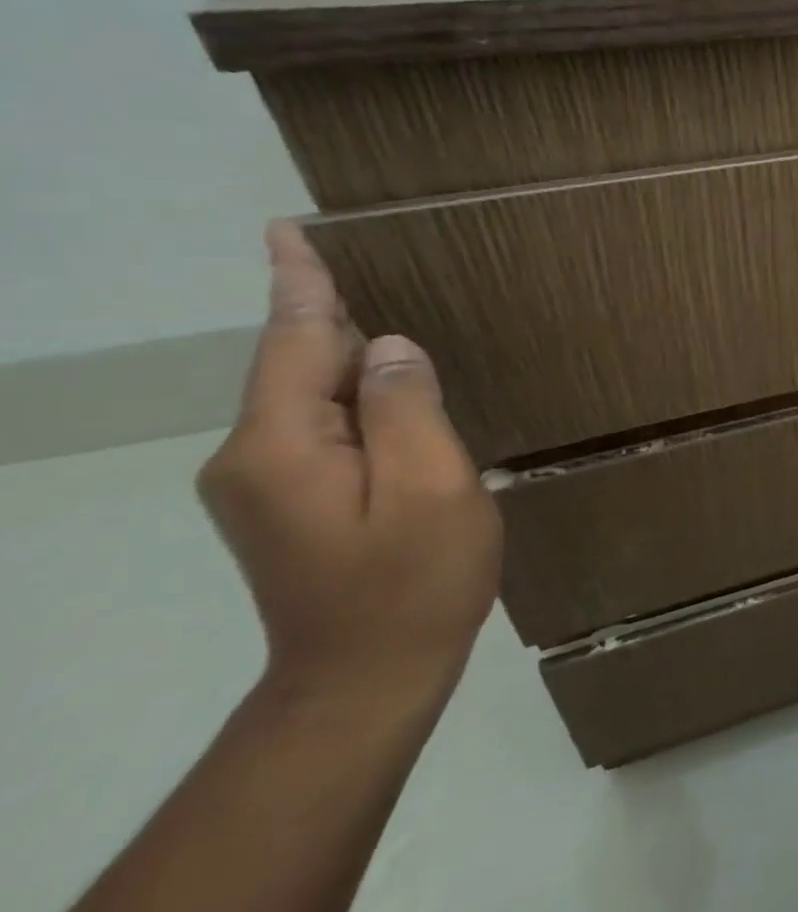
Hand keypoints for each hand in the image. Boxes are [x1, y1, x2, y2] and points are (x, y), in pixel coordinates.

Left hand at [197, 222, 502, 709]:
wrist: (364, 681)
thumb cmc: (412, 583)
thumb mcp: (432, 487)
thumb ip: (406, 408)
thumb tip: (389, 348)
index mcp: (283, 445)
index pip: (293, 340)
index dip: (301, 283)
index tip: (288, 229)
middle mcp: (252, 457)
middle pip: (299, 365)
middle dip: (333, 315)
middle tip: (367, 263)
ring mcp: (263, 485)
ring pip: (311, 398)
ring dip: (347, 358)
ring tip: (388, 320)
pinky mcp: (285, 505)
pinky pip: (320, 428)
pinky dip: (351, 398)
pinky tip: (387, 392)